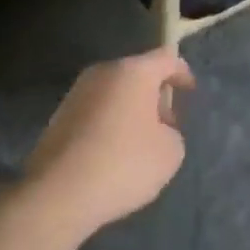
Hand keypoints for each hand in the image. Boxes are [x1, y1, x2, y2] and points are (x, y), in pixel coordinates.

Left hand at [22, 48, 194, 239]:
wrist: (59, 191)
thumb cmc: (123, 164)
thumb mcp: (170, 152)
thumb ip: (171, 131)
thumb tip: (156, 128)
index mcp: (133, 71)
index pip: (166, 58)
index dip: (182, 72)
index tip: (190, 91)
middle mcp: (103, 72)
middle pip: (138, 73)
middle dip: (154, 94)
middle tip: (166, 124)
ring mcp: (77, 91)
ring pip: (114, 91)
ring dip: (130, 108)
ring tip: (140, 143)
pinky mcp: (60, 114)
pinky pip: (96, 109)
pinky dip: (109, 122)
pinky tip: (112, 153)